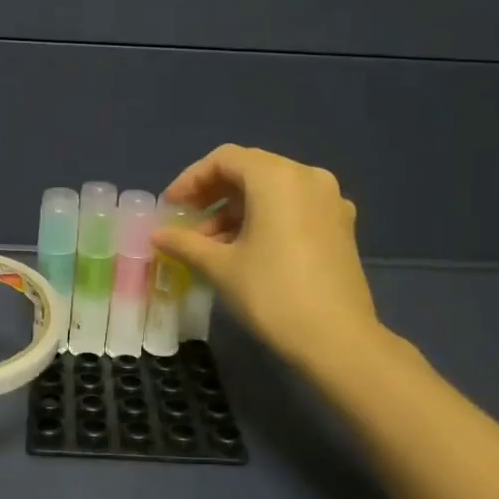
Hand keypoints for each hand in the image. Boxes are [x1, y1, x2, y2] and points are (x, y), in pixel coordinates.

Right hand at [154, 144, 380, 365]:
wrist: (337, 339)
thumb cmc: (272, 294)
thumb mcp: (221, 266)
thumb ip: (186, 243)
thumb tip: (157, 235)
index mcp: (277, 177)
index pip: (225, 159)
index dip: (191, 179)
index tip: (171, 206)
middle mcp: (308, 177)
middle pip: (251, 171)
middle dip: (214, 194)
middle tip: (187, 223)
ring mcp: (330, 201)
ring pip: (273, 191)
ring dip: (238, 210)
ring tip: (212, 245)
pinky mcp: (341, 226)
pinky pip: (295, 208)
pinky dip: (266, 219)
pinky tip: (248, 251)